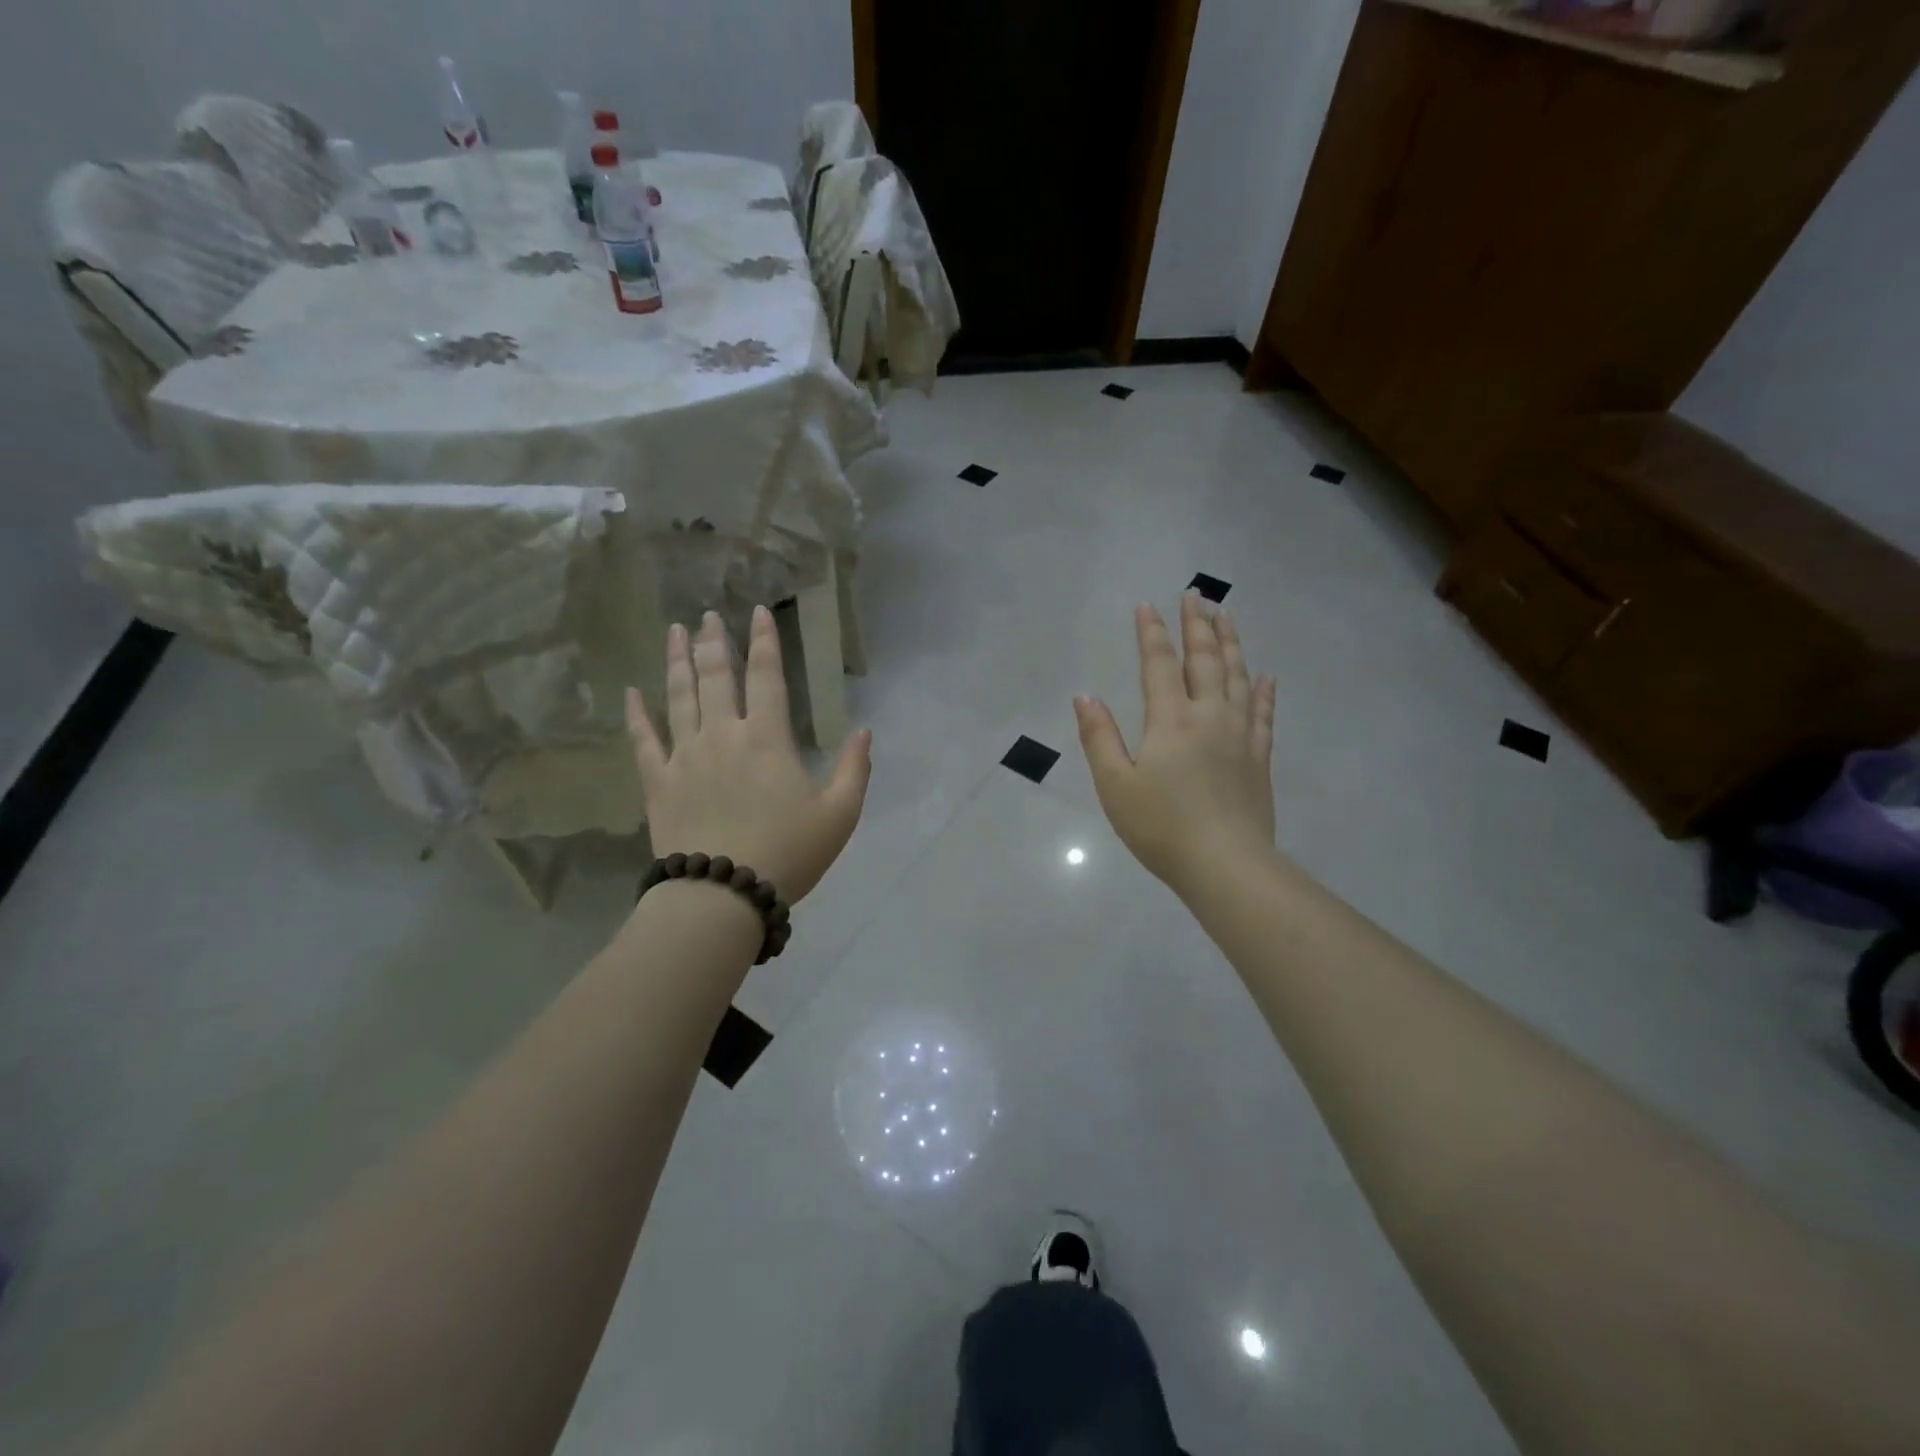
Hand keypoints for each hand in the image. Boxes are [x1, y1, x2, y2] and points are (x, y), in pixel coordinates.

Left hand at [626, 607, 871, 902]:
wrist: (722, 895)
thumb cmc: (788, 853)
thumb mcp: (839, 815)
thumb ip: (854, 769)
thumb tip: (865, 731)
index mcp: (767, 738)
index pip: (767, 676)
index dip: (764, 641)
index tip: (758, 612)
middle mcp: (722, 734)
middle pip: (716, 676)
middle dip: (715, 642)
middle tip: (709, 615)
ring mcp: (685, 756)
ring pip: (678, 697)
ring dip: (678, 661)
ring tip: (676, 632)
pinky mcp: (658, 782)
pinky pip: (643, 740)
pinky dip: (636, 714)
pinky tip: (631, 692)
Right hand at [1074, 593, 1277, 893]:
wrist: (1226, 865)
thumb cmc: (1161, 827)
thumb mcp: (1115, 785)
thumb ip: (1100, 737)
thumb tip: (1085, 696)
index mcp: (1170, 720)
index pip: (1159, 665)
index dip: (1152, 633)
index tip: (1147, 605)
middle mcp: (1209, 716)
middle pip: (1205, 660)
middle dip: (1197, 625)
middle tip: (1196, 595)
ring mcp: (1240, 735)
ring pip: (1238, 677)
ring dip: (1231, 644)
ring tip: (1227, 617)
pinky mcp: (1259, 757)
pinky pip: (1264, 714)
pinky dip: (1264, 691)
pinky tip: (1265, 677)